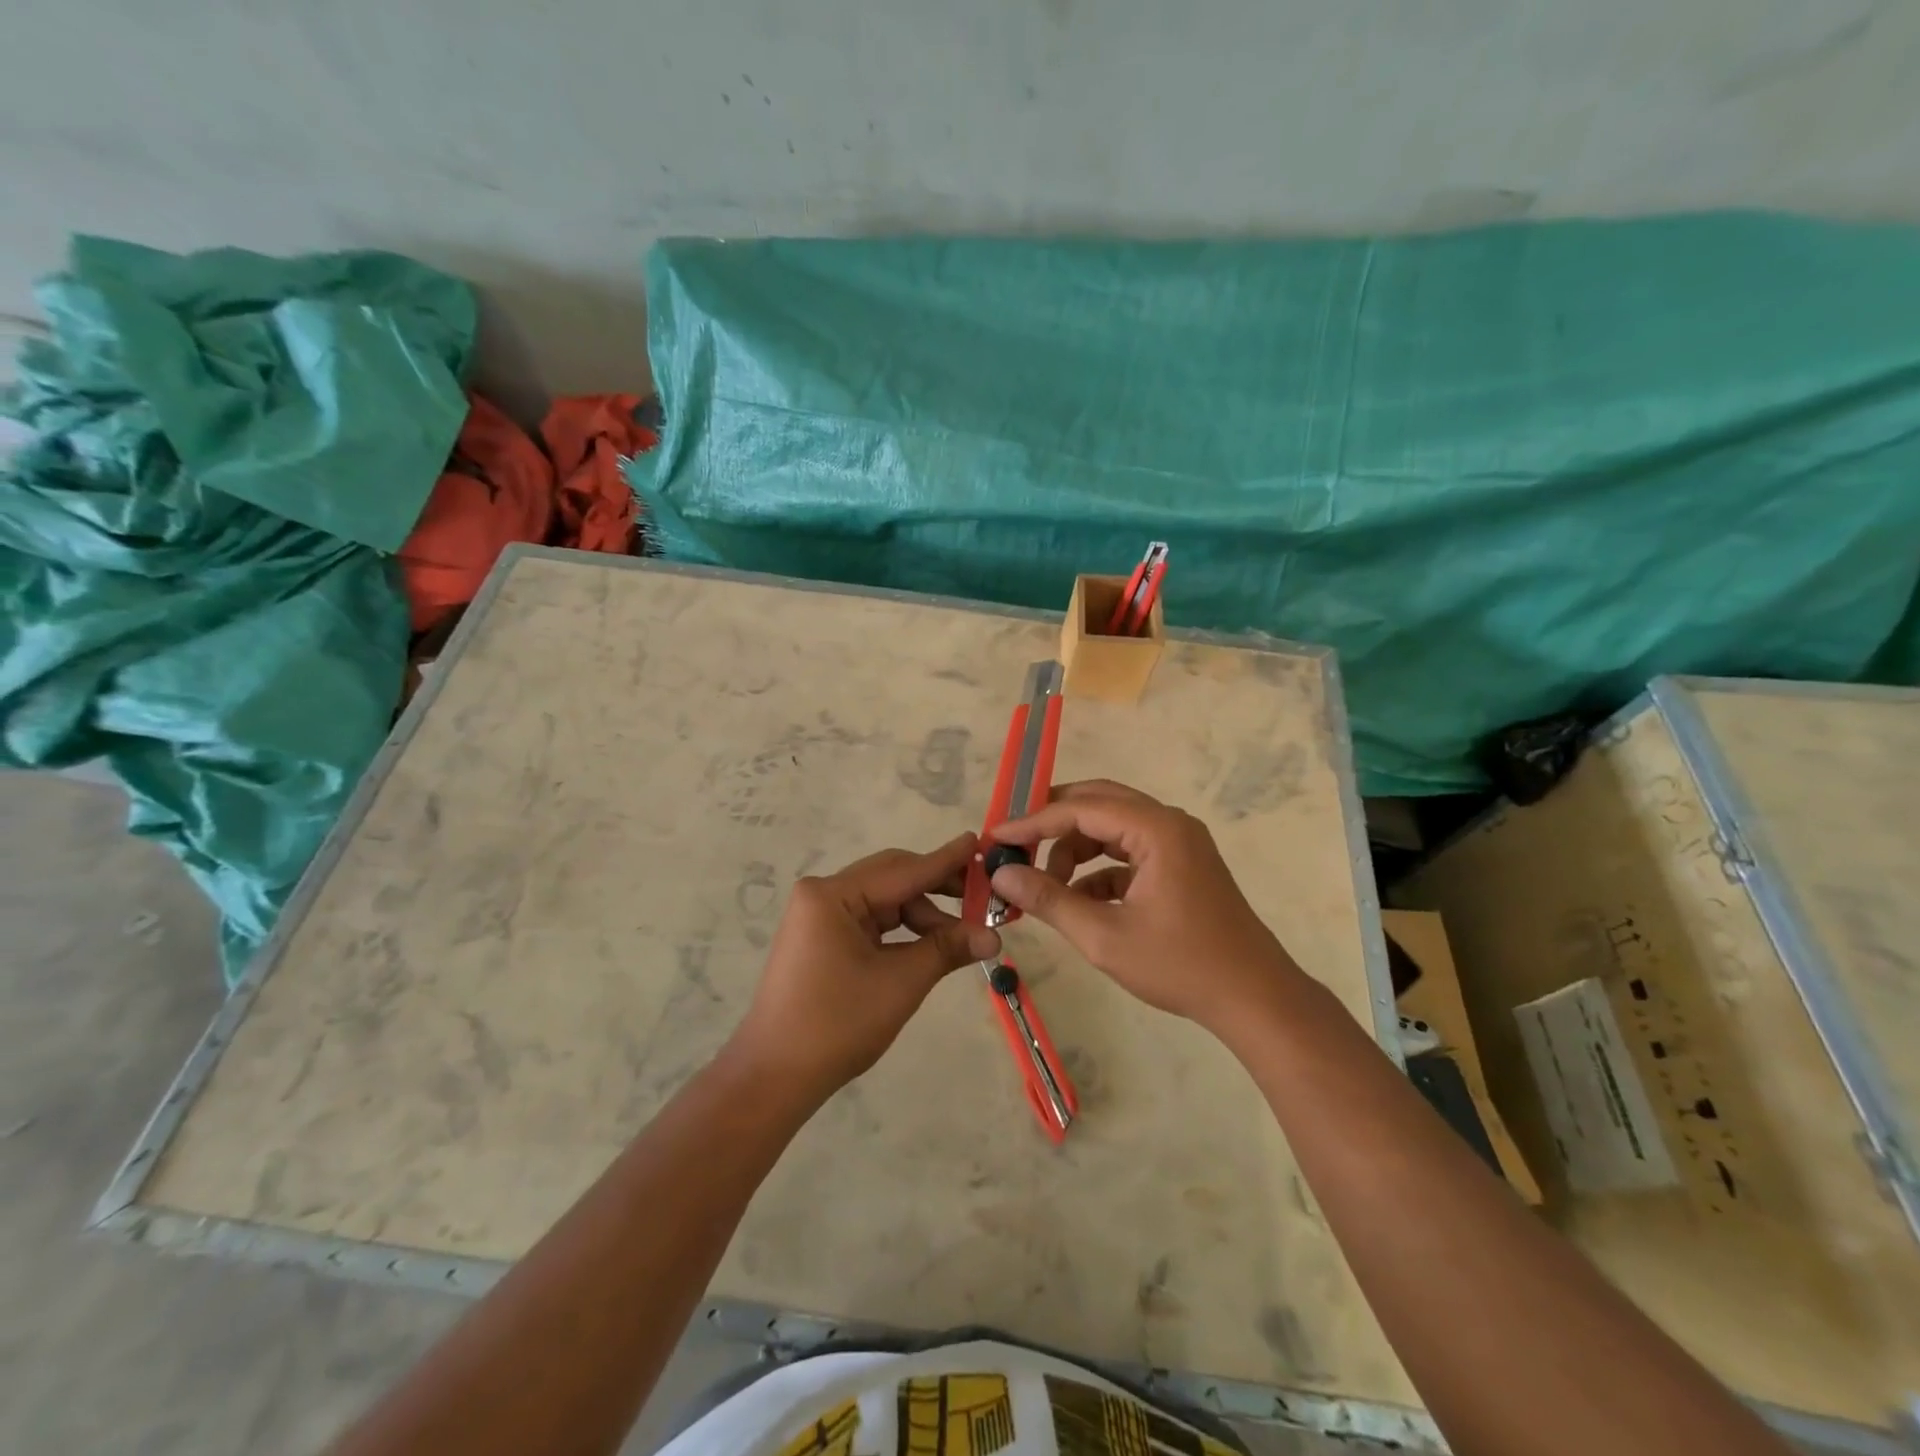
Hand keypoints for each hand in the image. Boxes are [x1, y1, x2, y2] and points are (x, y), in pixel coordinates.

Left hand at [728, 832, 1000, 1101]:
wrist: (774, 1077)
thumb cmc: (837, 1025)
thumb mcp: (900, 983)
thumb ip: (946, 949)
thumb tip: (994, 936)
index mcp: (833, 895)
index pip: (903, 870)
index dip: (946, 861)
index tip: (980, 842)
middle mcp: (823, 894)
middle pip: (892, 880)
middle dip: (938, 890)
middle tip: (983, 897)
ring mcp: (819, 916)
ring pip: (884, 902)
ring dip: (922, 916)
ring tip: (962, 937)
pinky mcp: (821, 938)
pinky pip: (871, 921)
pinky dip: (901, 931)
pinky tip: (930, 944)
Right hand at [989, 780, 1304, 1033]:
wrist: (1254, 998)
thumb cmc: (1180, 966)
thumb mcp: (1104, 936)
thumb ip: (1049, 899)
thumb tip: (1001, 875)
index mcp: (1156, 829)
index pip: (1081, 809)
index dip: (1033, 822)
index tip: (995, 837)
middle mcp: (1168, 823)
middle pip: (1097, 803)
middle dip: (1053, 824)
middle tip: (1015, 845)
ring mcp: (1177, 842)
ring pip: (1111, 827)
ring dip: (1075, 850)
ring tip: (1047, 887)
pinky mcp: (1180, 864)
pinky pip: (1128, 851)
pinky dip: (1099, 870)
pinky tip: (1079, 903)